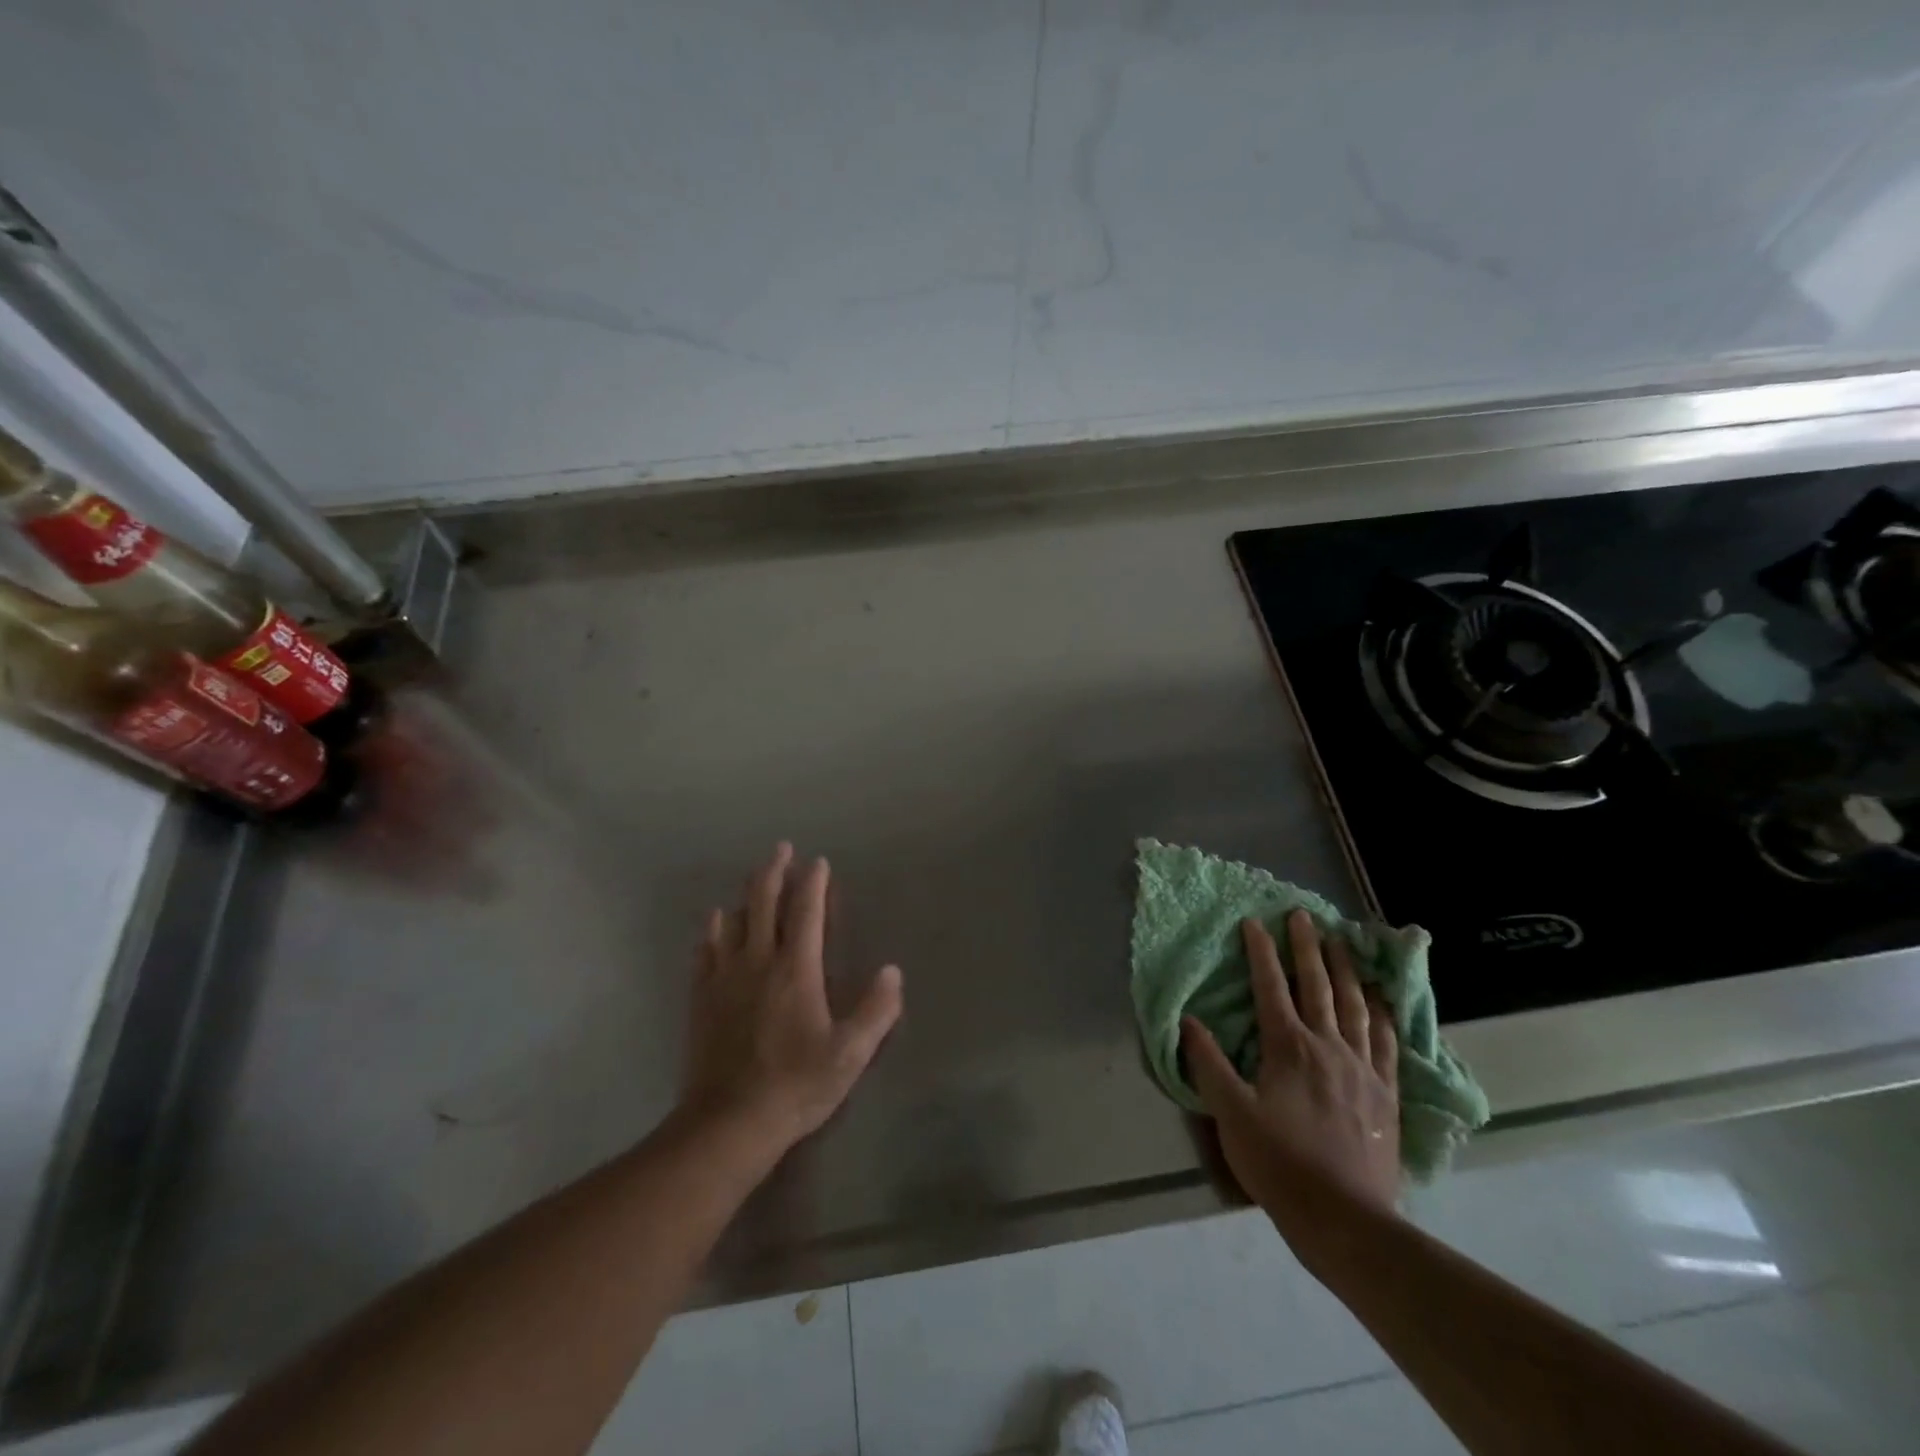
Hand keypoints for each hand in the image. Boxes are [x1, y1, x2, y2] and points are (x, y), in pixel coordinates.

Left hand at [679, 844, 903, 1157]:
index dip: (813, 884)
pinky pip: (705, 951)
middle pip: (764, 904)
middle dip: (774, 872)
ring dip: (745, 895)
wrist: (728, 1122)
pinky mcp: (702, 999)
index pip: (806, 913)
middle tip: (781, 849)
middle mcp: (758, 962)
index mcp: (796, 970)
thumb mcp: (850, 1053)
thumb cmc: (796, 1085)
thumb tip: (892, 971)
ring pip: (733, 921)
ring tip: (753, 879)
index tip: (818, 862)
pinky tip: (714, 922)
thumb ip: (876, 1010)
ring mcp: (725, 978)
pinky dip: (712, 930)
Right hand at [1181, 910, 1400, 1256]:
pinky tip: (1381, 1000)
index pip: (1271, 987)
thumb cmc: (1279, 1163)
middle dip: (1307, 947)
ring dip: (1346, 970)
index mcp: (1288, 1047)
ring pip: (1355, 1006)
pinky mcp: (1385, 1093)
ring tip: (1342, 942)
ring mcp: (1362, 1068)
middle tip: (1303, 915)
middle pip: (1317, 985)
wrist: (1344, 1219)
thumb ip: (1208, 1063)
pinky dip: (1382, 1015)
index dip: (1261, 952)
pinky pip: (1387, 1043)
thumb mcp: (1230, 1113)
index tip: (1254, 921)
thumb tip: (1187, 1021)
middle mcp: (1328, 1046)